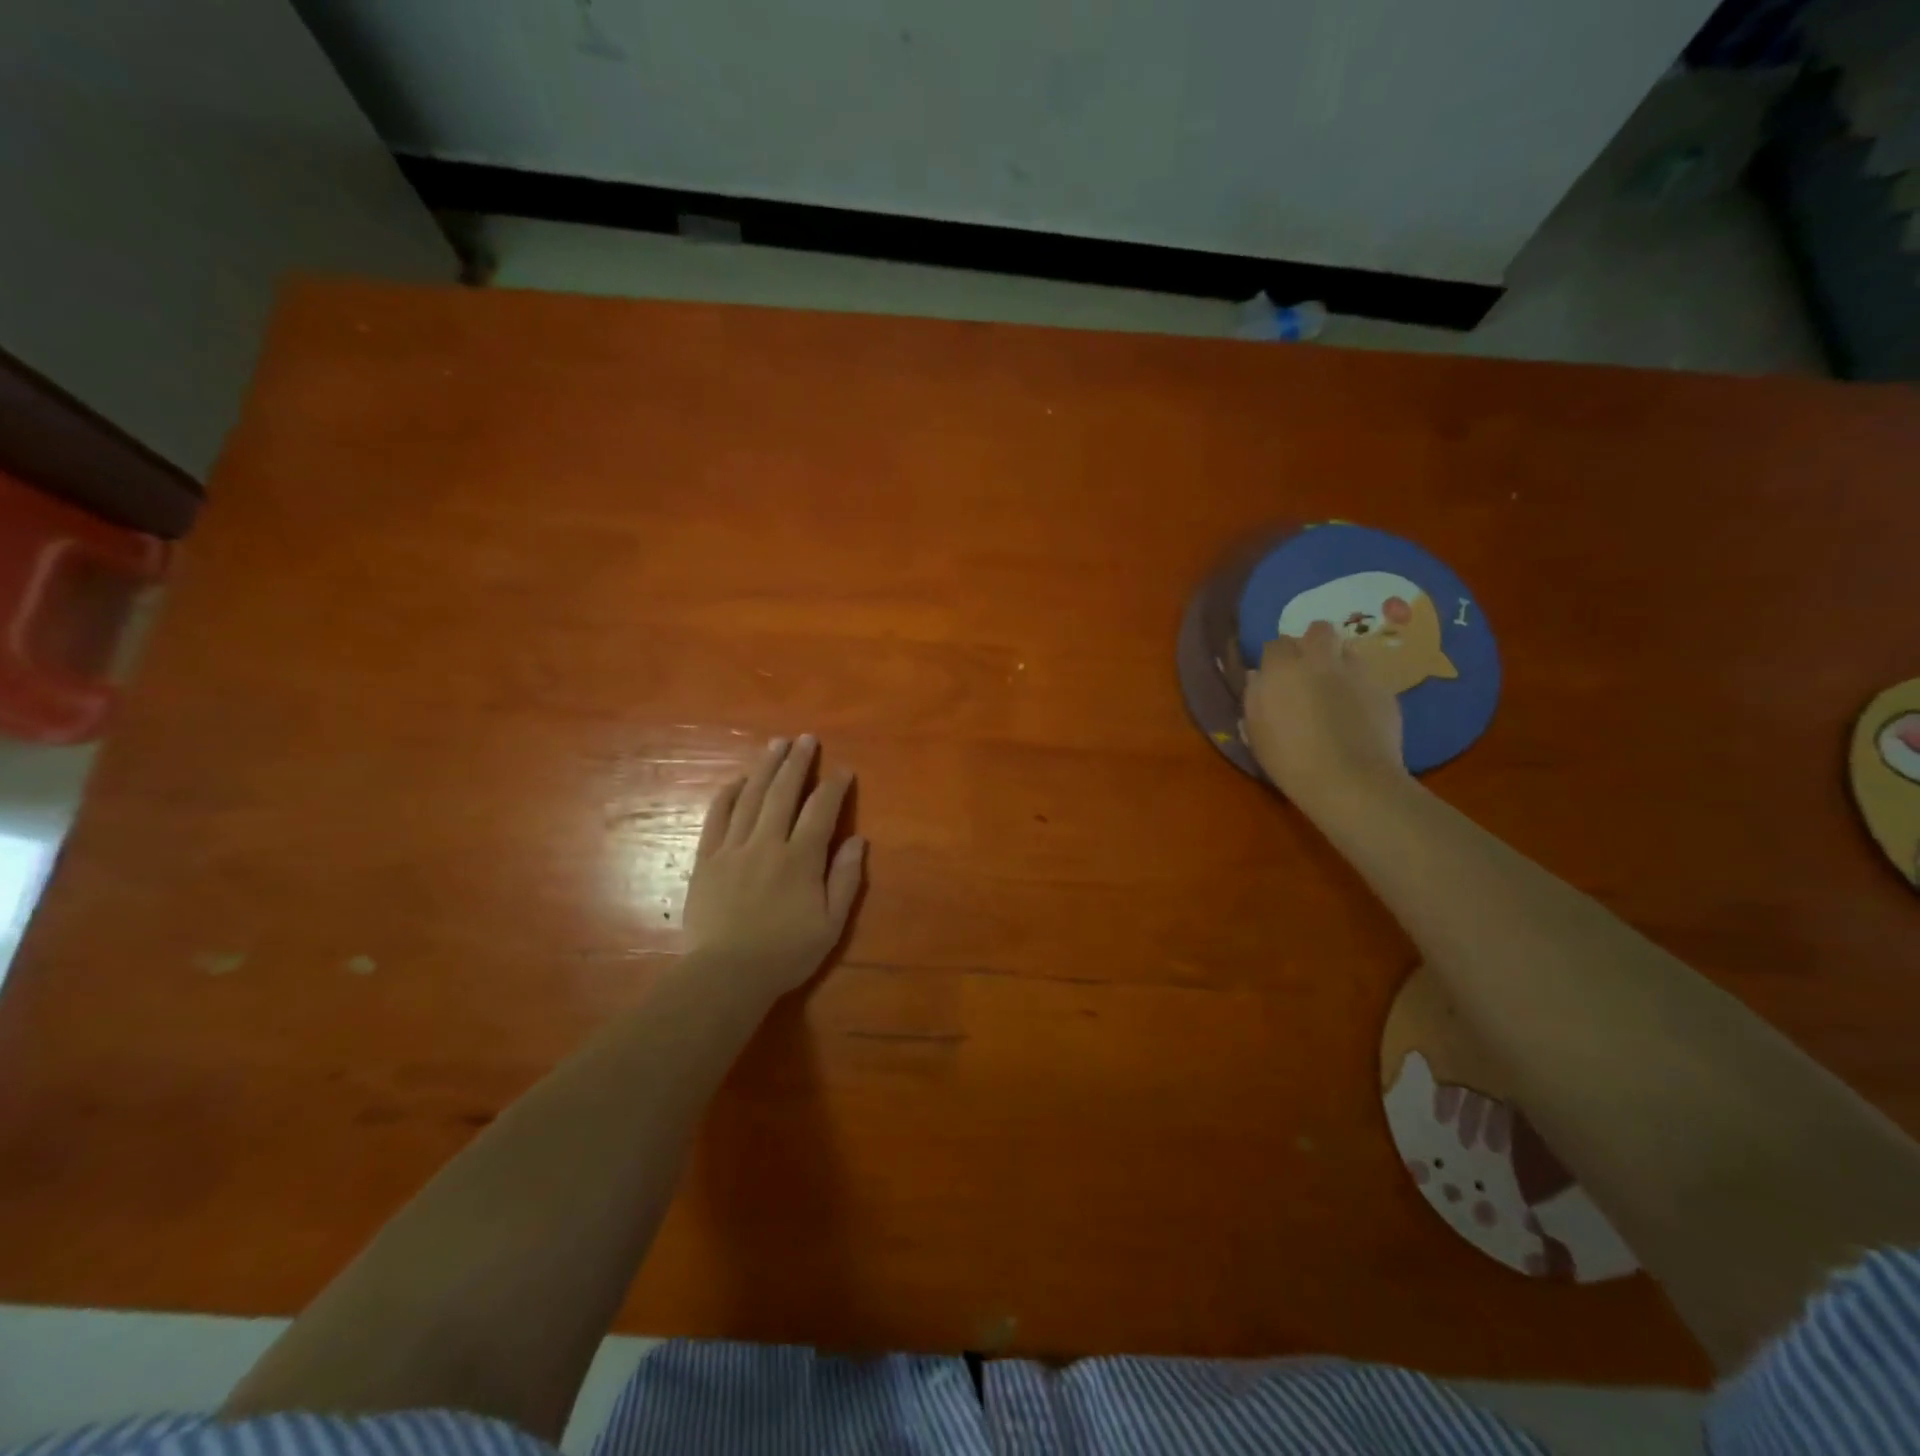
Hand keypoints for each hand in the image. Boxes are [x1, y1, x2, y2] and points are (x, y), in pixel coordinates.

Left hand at [684, 734, 865, 997]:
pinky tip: (737, 780)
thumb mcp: (830, 924)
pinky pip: (717, 817)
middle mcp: (767, 843)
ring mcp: (733, 848)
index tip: (843, 770)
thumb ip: (845, 879)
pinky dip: (728, 795)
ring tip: (776, 744)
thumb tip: (857, 839)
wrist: (726, 975)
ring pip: (751, 797)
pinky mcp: (707, 859)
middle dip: (797, 763)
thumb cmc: (785, 953)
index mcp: (800, 859)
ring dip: (765, 768)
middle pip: (783, 793)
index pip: (821, 811)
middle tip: (806, 738)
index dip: (834, 787)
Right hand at [1243, 621, 1407, 801]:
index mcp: (1283, 669)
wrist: (1350, 782)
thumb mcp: (1256, 732)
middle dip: (1312, 643)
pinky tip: (1357, 712)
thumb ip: (1254, 697)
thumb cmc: (1290, 760)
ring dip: (1339, 661)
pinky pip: (1368, 677)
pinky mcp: (1385, 690)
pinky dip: (1360, 687)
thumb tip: (1259, 676)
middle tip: (1308, 669)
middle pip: (1318, 630)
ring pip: (1348, 650)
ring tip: (1335, 688)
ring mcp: (1357, 672)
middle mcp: (1321, 660)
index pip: (1276, 644)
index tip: (1275, 676)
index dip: (1276, 658)